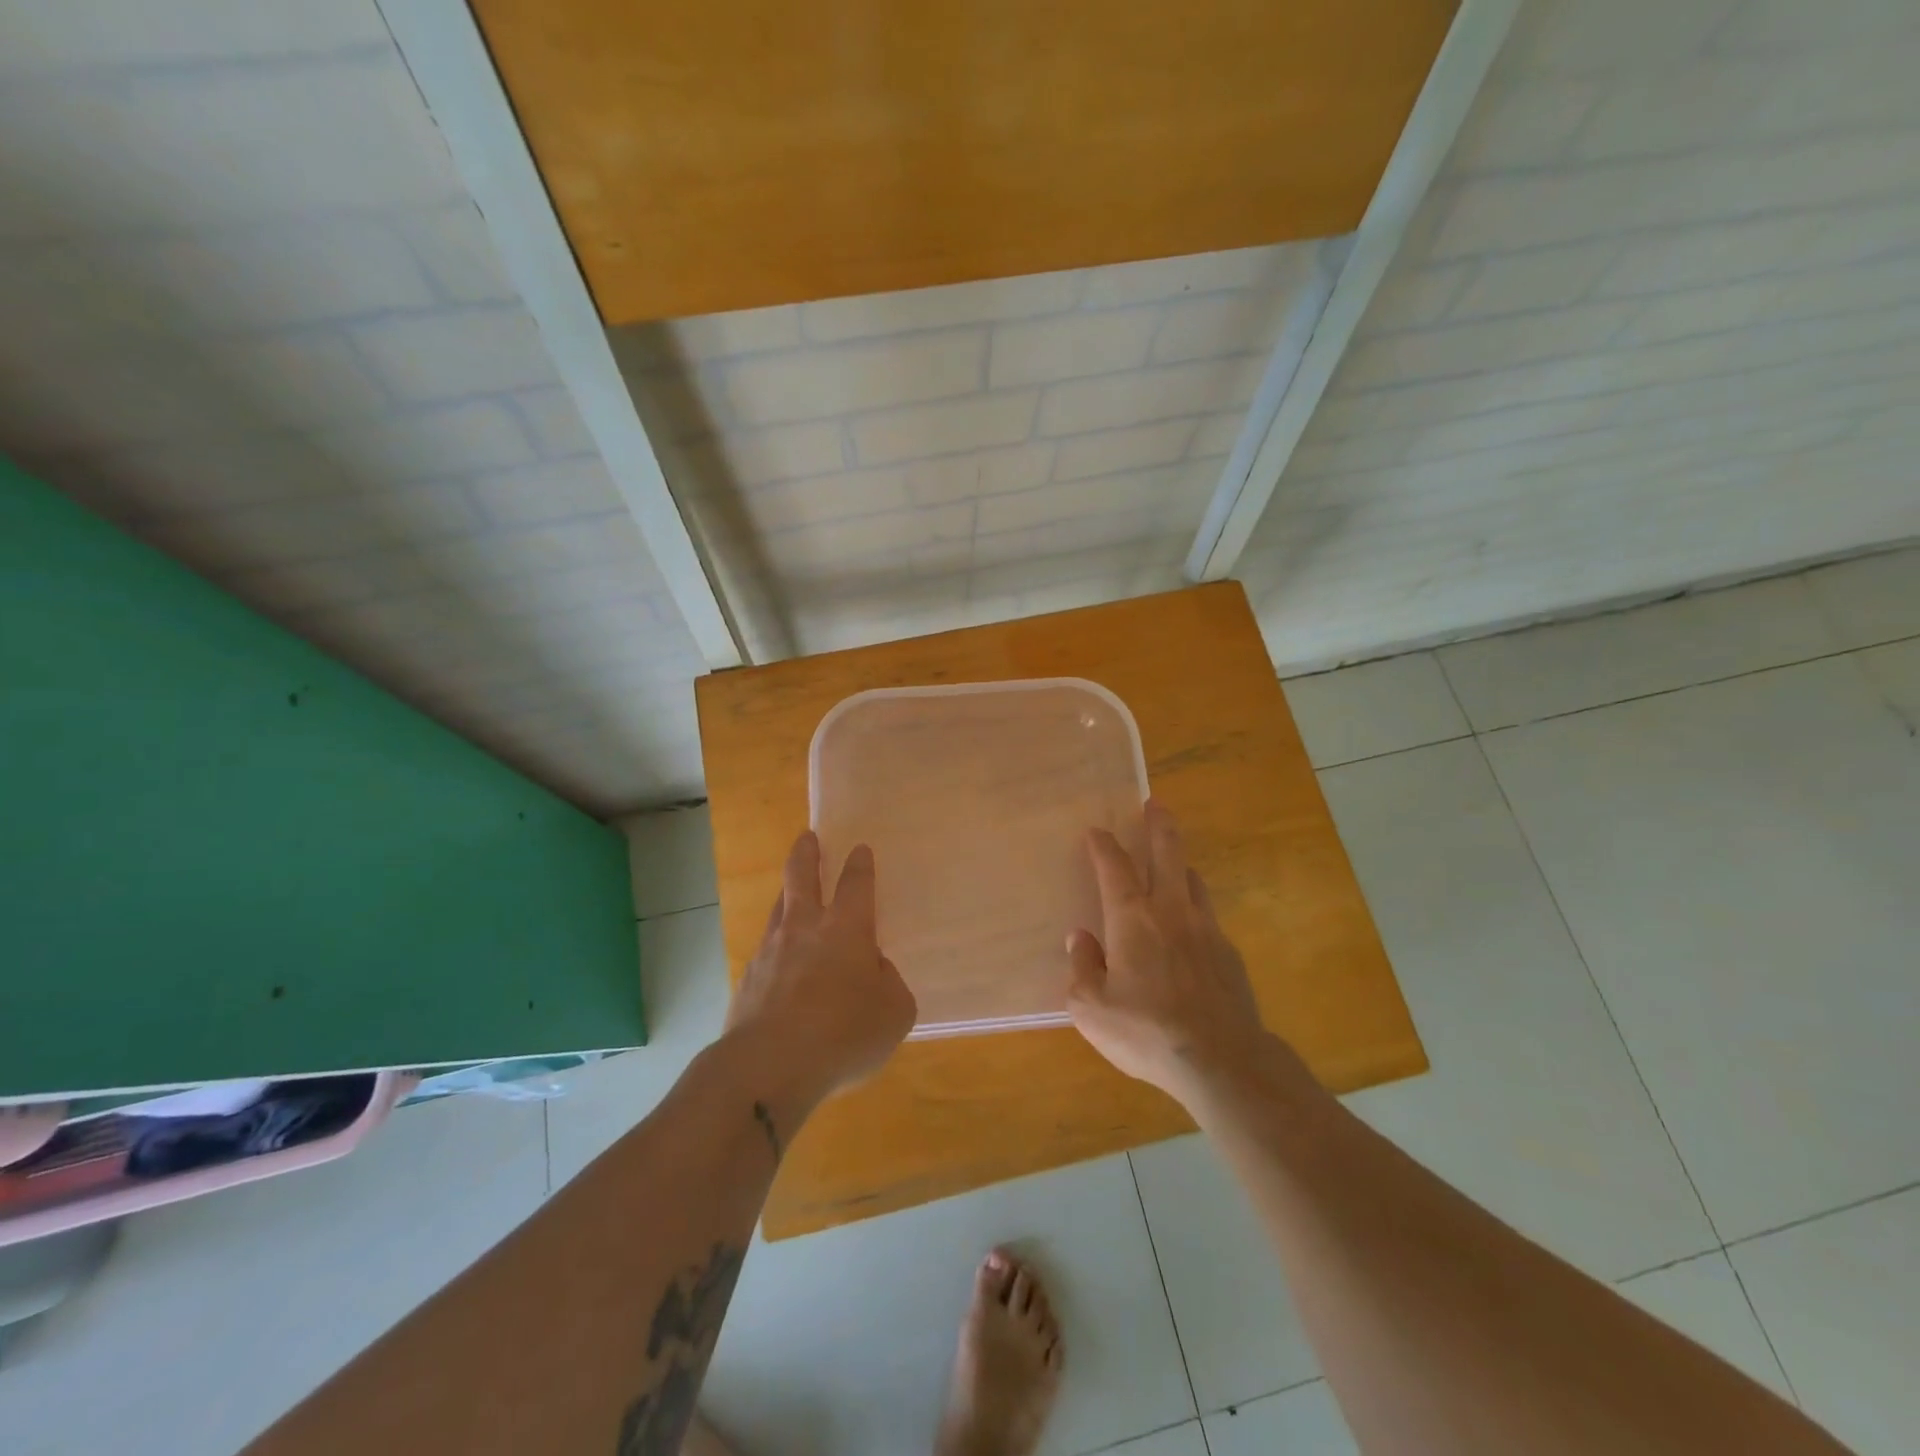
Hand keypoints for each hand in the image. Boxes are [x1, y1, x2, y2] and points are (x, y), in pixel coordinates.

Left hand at [726, 831, 916, 1104]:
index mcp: (847, 929)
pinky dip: (776, 951)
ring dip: (787, 896)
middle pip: (801, 877)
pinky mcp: (747, 981)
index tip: (860, 849)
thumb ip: (888, 983)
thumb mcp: (894, 1012)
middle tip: (807, 837)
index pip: (856, 884)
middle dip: (806, 853)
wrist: (769, 1066)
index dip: (860, 865)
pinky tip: (780, 967)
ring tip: (792, 895)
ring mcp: (770, 952)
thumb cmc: (844, 1033)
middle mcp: (805, 928)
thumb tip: (873, 970)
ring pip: (779, 909)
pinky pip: (766, 953)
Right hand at [1067, 800, 1271, 1105]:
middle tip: (1155, 805)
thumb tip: (1081, 938)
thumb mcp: (1091, 1007)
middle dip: (1159, 824)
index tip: (1095, 831)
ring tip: (1171, 863)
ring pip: (1193, 881)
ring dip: (1179, 865)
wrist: (1220, 1060)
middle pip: (1167, 852)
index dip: (1102, 845)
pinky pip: (1207, 917)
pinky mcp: (1229, 954)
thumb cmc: (1146, 1031)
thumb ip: (1082, 967)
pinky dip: (1194, 909)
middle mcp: (1170, 911)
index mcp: (1132, 918)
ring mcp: (1206, 929)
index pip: (1113, 866)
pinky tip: (1189, 931)